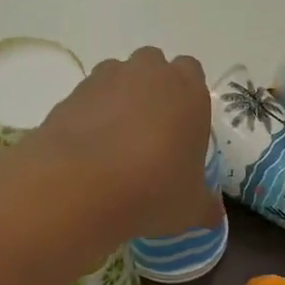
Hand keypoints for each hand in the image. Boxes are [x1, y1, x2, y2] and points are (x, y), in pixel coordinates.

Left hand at [36, 46, 219, 240]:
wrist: (81, 187)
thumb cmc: (153, 190)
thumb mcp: (191, 209)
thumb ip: (206, 207)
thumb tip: (213, 216)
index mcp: (188, 91)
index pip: (193, 74)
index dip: (188, 101)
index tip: (184, 132)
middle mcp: (148, 73)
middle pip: (154, 68)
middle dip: (154, 92)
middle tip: (153, 136)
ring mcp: (106, 79)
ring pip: (118, 79)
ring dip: (121, 102)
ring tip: (118, 146)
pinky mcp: (71, 94)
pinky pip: (88, 101)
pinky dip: (91, 119)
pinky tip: (91, 154)